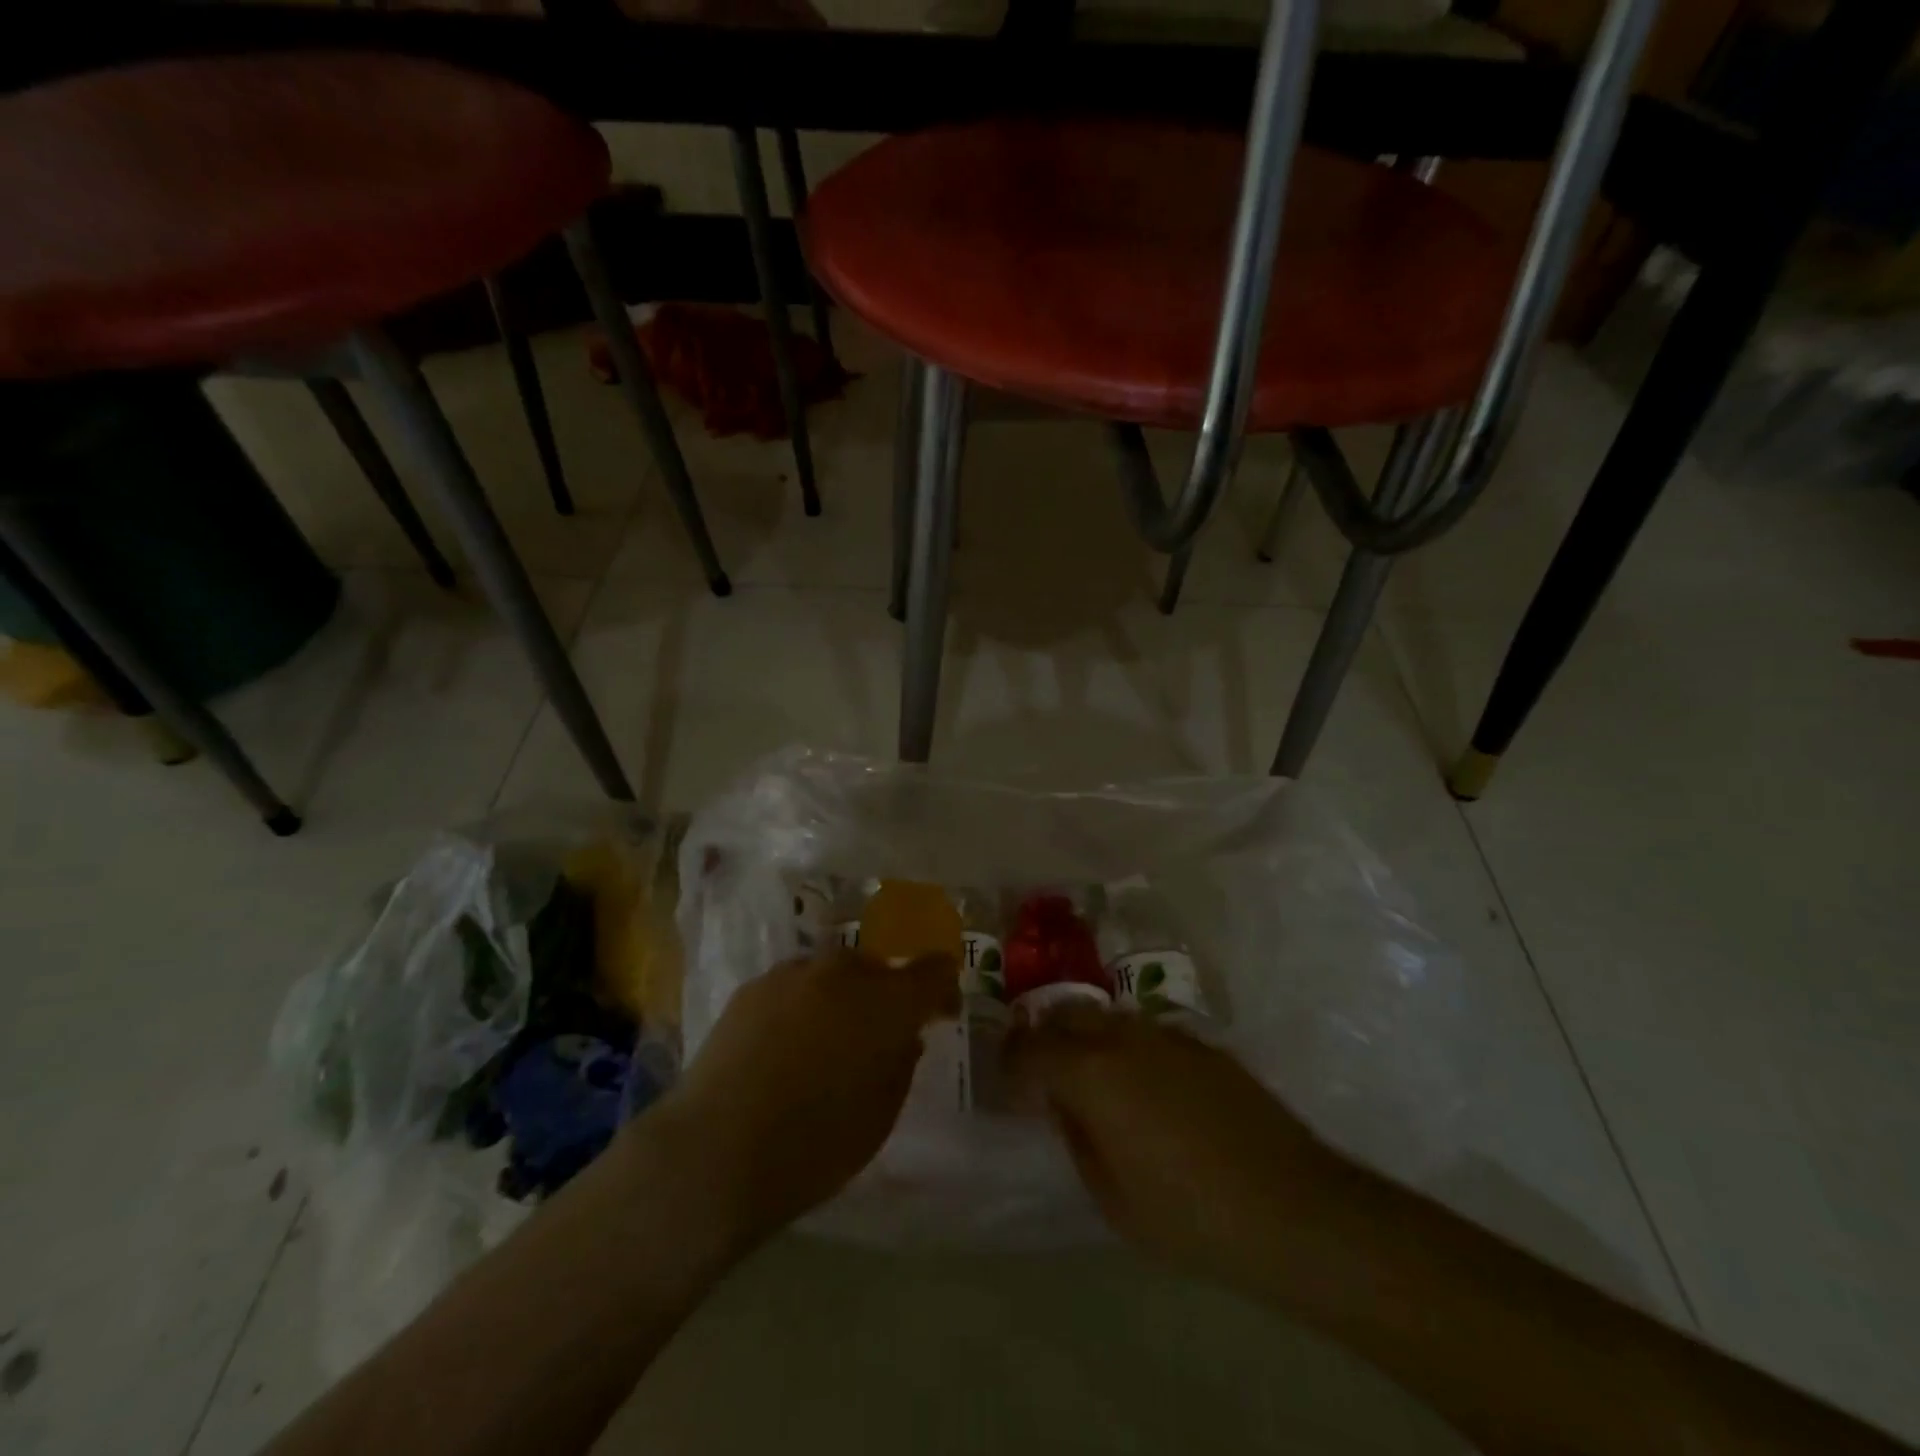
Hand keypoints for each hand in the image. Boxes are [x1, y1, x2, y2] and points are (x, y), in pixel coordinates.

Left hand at [646, 948, 958, 1252]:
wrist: (717, 1150)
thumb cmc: (816, 1145)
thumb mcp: (881, 1114)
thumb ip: (901, 1063)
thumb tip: (903, 1036)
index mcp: (888, 1001)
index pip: (932, 970)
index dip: (942, 987)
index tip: (941, 1011)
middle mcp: (844, 972)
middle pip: (879, 969)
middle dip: (887, 995)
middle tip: (881, 1034)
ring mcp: (794, 974)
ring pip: (834, 974)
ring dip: (843, 997)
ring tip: (829, 1039)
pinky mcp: (754, 986)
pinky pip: (795, 986)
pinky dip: (804, 1005)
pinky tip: (787, 1043)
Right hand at [1005, 1002, 1336, 1279]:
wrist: (1292, 1207)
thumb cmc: (1189, 1216)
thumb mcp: (1110, 1196)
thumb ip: (1076, 1136)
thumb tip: (1062, 1103)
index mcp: (1091, 1072)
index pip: (1030, 1048)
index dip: (1010, 1061)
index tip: (1007, 1081)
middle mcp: (1123, 1037)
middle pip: (1065, 1014)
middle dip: (1043, 1036)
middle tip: (1040, 1071)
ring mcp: (1165, 1034)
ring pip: (1107, 1017)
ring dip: (1086, 1037)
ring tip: (1090, 1077)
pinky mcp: (1201, 1043)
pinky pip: (1146, 1032)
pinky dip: (1127, 1047)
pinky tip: (1144, 1087)